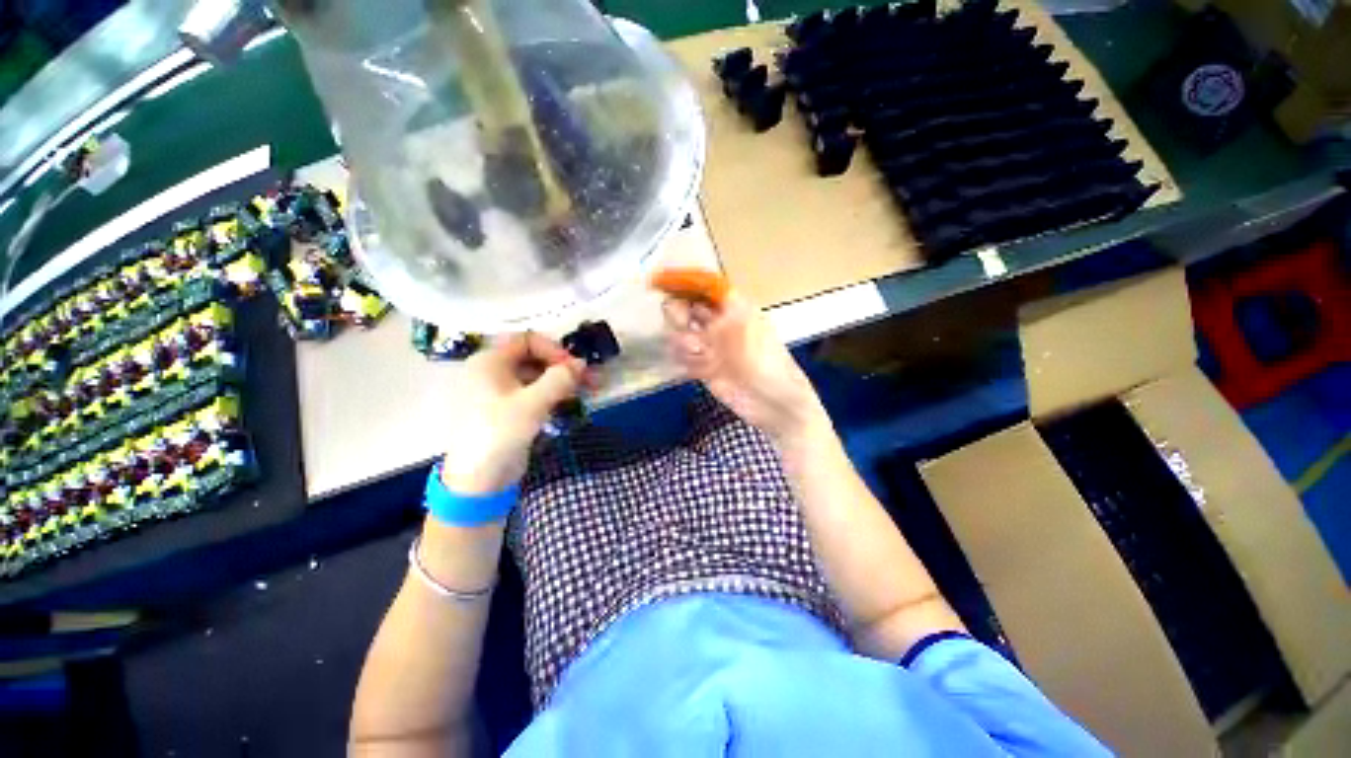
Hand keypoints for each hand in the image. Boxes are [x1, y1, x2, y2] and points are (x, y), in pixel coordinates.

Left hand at [441, 333, 587, 494]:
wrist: (479, 480)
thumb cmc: (500, 433)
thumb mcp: (533, 403)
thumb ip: (559, 379)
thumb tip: (580, 363)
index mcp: (489, 361)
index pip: (527, 340)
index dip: (554, 350)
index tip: (574, 368)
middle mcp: (493, 371)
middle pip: (534, 358)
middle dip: (564, 367)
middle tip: (591, 380)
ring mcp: (500, 392)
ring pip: (537, 377)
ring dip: (563, 381)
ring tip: (589, 391)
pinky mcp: (509, 410)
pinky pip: (534, 393)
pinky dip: (554, 395)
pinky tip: (572, 402)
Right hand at [663, 292, 827, 444]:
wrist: (775, 405)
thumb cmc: (767, 362)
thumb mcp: (748, 328)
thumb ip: (720, 311)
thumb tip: (696, 296)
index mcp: (734, 309)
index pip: (704, 288)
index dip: (683, 282)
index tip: (660, 281)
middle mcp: (720, 325)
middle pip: (687, 309)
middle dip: (678, 313)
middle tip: (683, 325)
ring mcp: (711, 348)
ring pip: (681, 333)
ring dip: (680, 340)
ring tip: (696, 353)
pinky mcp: (704, 370)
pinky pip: (683, 358)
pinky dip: (682, 359)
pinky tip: (695, 367)